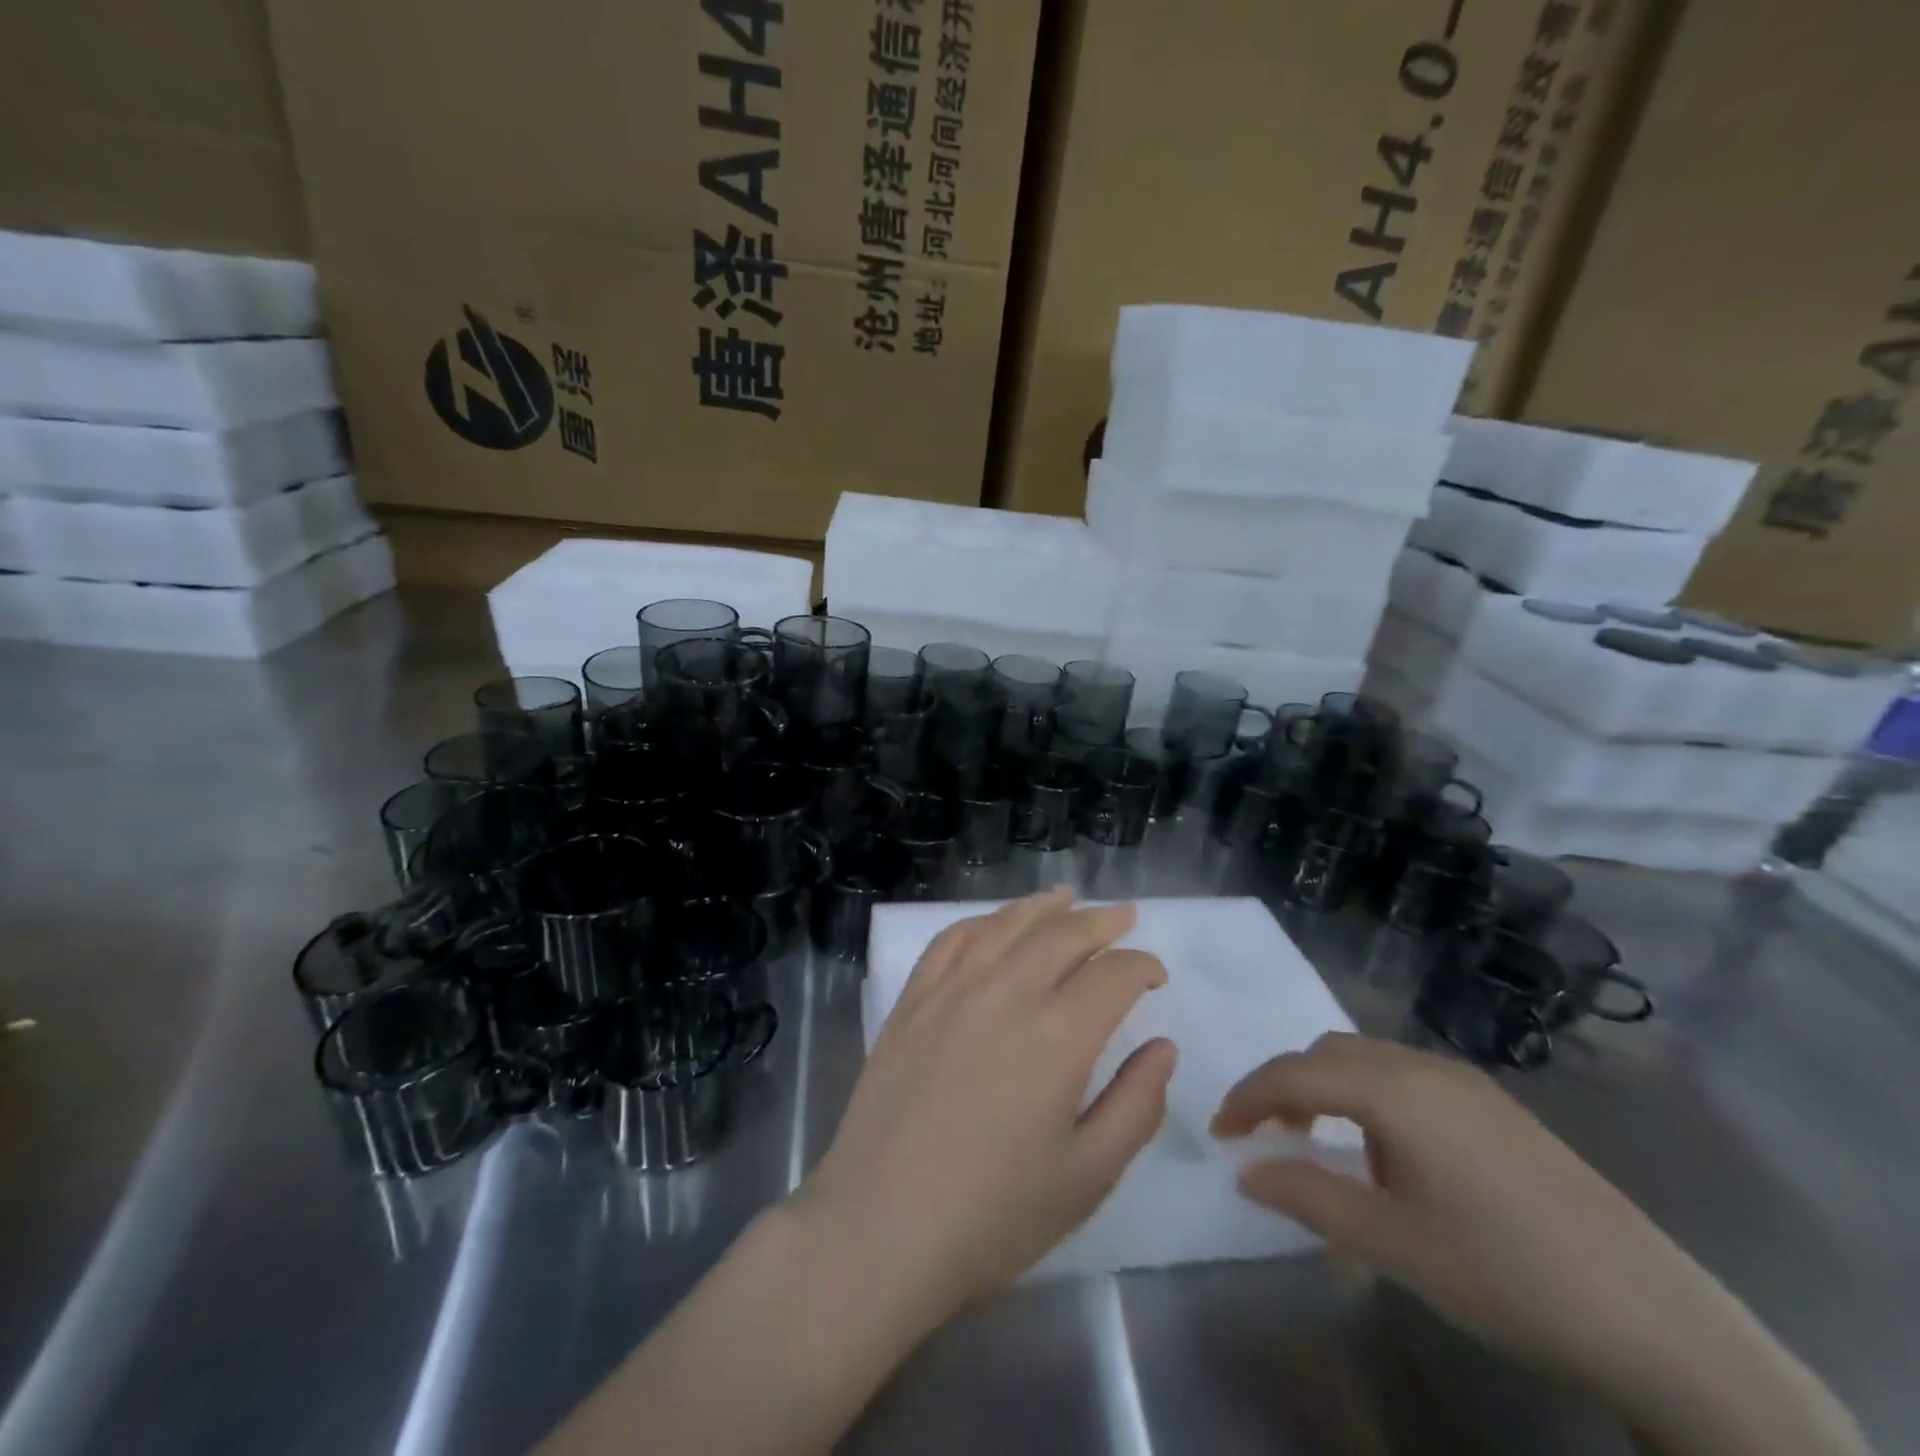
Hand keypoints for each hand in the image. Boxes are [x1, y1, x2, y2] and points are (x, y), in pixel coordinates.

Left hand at [795, 889, 1175, 1326]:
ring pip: (1006, 925)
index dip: (1142, 966)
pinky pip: (950, 940)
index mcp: (1058, 1035)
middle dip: (1101, 921)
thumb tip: (1162, 1047)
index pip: (1113, 975)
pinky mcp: (911, 1000)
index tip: (1154, 975)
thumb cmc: (994, 1214)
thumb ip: (1136, 1104)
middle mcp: (1006, 992)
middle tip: (1124, 916)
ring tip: (1066, 898)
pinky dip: (982, 922)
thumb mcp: (1088, 1175)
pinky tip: (994, 924)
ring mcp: (951, 990)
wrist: (881, 1228)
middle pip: (1062, 935)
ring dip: (1042, 907)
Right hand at [1213, 1034, 1867, 1455]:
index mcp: (1393, 1089)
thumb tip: (1245, 1171)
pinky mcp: (1496, 1105)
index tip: (1220, 1130)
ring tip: (1316, 1137)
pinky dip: (1368, 1093)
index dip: (1248, 1097)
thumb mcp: (1391, 1243)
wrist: (1657, 1318)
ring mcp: (1466, 1081)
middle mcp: (1424, 1065)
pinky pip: (1405, 1075)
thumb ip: (1307, 1196)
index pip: (1294, 1072)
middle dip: (1284, 1084)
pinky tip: (1385, 1148)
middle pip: (1328, 1052)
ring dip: (1327, 1085)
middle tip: (1265, 1134)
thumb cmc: (1504, 1274)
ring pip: (1367, 1058)